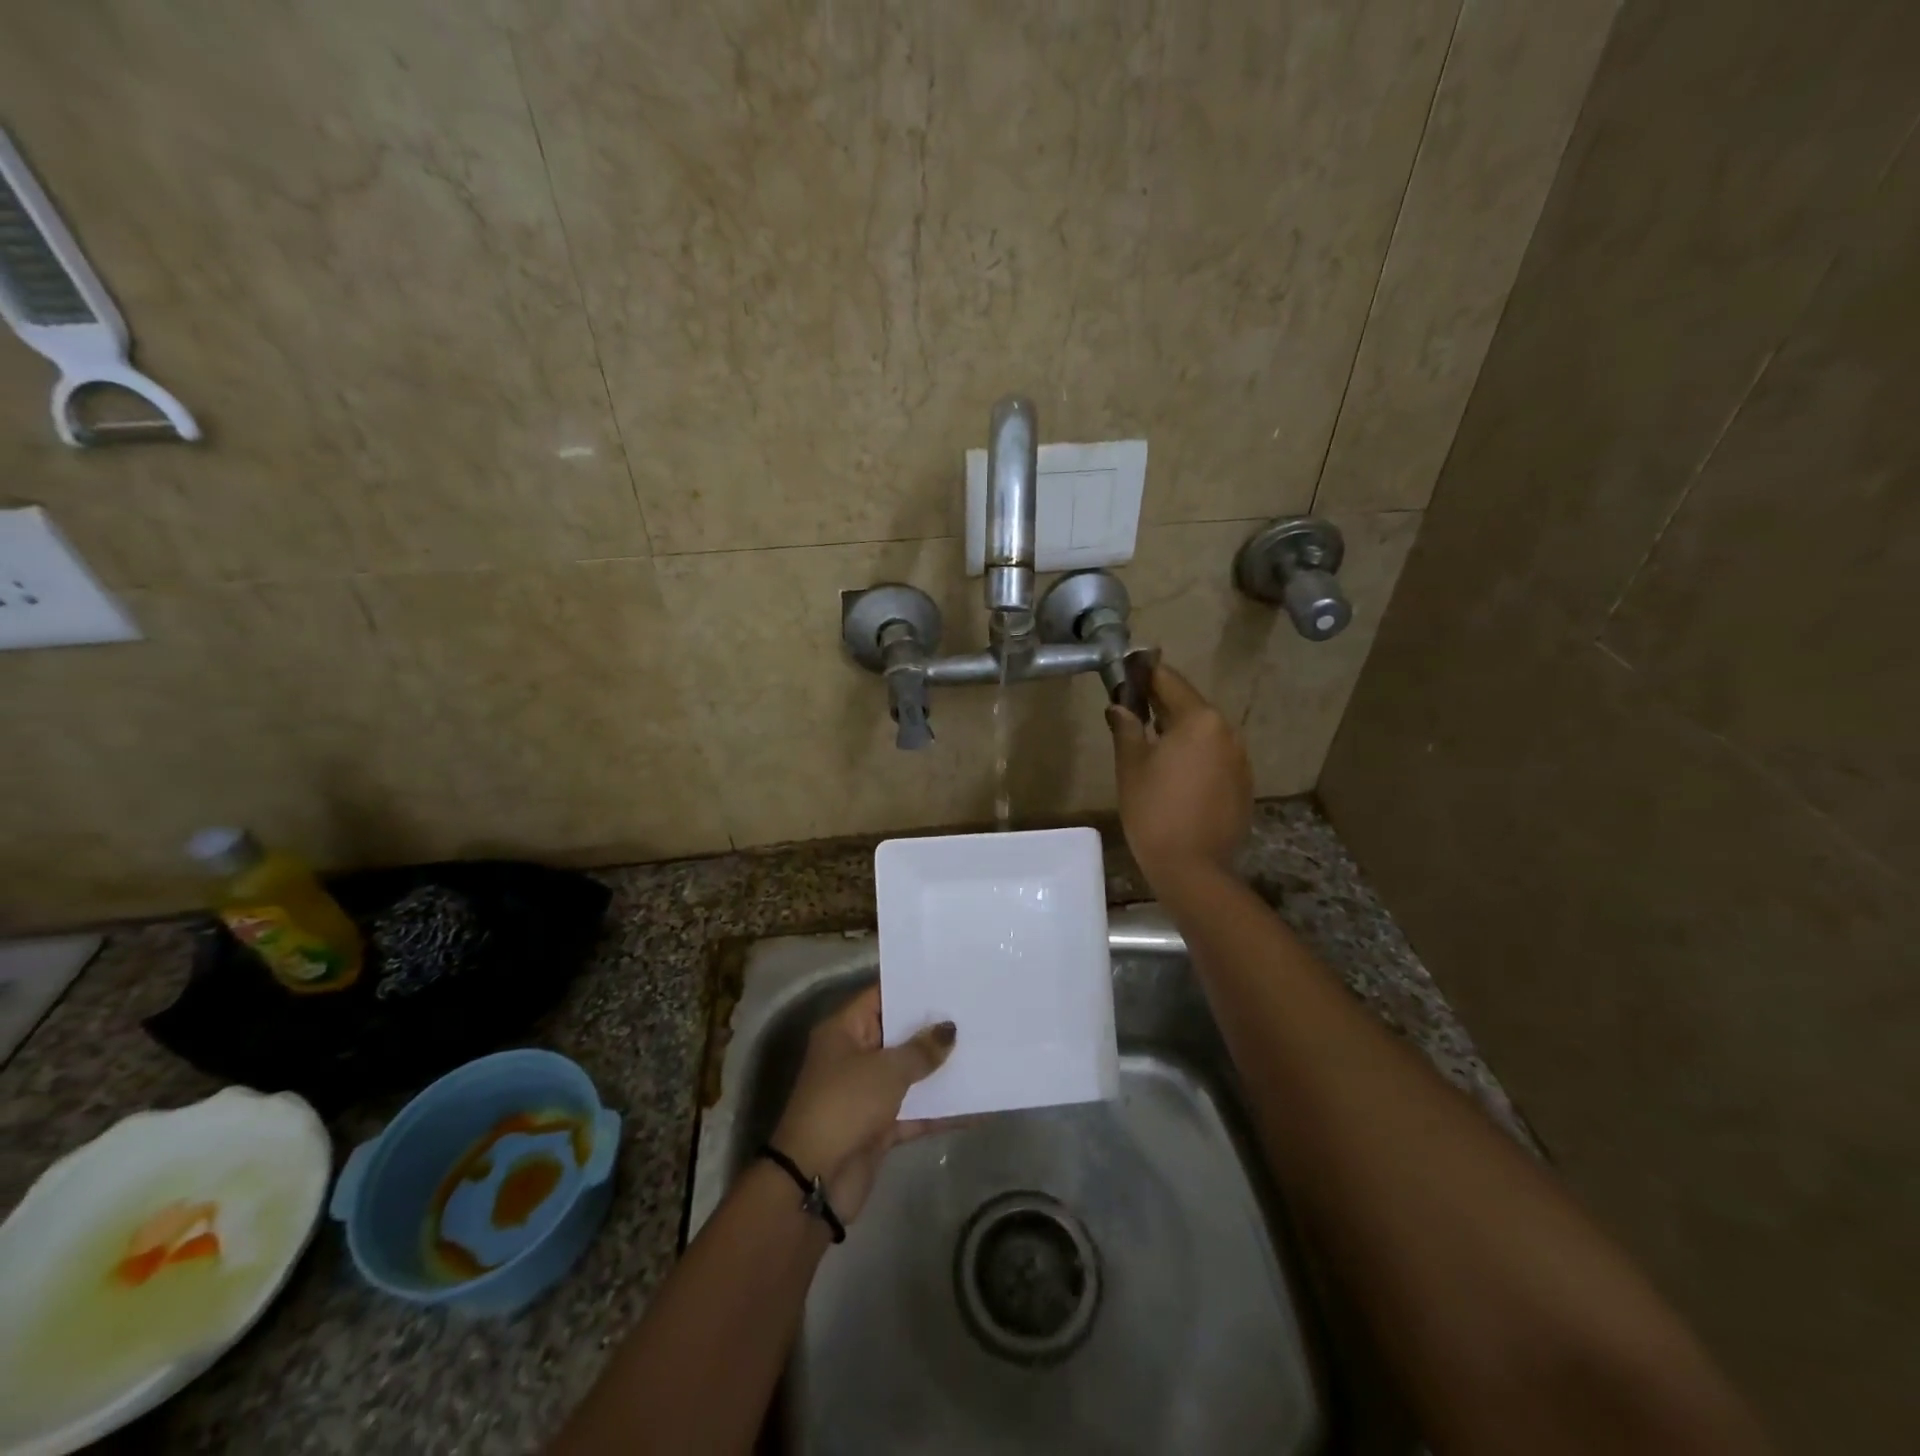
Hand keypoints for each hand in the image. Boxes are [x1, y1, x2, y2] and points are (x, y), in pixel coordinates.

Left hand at [770, 986, 957, 1221]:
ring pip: (908, 1074)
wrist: (814, 1182)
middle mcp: (853, 1056)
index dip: (912, 989)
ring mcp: (866, 1093)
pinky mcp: (879, 1127)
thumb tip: (949, 1029)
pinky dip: (940, 1111)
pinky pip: (915, 1111)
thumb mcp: (886, 1071)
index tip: (949, 981)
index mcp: (844, 1030)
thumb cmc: (845, 1106)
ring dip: (940, 1070)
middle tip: (974, 1014)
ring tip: (982, 1053)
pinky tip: (977, 1108)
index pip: (880, 997)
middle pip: (897, 1035)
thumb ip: (921, 1050)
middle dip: (933, 1030)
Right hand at [1106, 662, 1252, 885]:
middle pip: (1189, 706)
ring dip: (1178, 731)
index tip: (1126, 672)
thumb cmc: (1154, 811)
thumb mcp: (1131, 766)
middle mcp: (1226, 731)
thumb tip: (1119, 706)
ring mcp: (1239, 759)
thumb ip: (1126, 728)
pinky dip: (1194, 755)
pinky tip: (1174, 775)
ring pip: (1203, 733)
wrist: (1193, 868)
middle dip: (1160, 705)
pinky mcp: (1243, 783)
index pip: (1169, 681)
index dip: (1145, 674)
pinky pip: (1214, 757)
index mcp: (1199, 720)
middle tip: (1131, 711)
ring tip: (1150, 745)